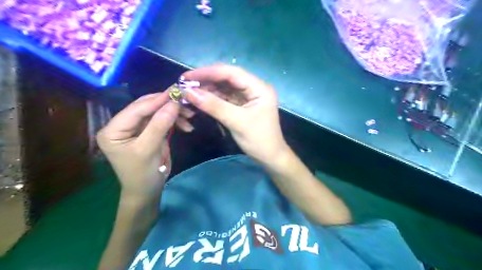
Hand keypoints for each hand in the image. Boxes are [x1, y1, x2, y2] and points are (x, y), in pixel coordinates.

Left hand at [97, 92, 184, 199]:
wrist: (147, 191)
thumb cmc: (142, 174)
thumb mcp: (149, 150)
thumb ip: (159, 125)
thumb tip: (174, 103)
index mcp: (113, 130)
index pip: (136, 109)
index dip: (157, 100)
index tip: (176, 92)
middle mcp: (122, 125)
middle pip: (146, 108)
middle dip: (167, 105)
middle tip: (186, 102)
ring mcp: (136, 128)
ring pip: (156, 113)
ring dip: (174, 113)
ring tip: (190, 116)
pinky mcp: (148, 132)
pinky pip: (162, 121)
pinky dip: (175, 121)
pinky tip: (186, 125)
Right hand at [182, 64, 287, 164]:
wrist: (270, 157)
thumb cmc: (258, 140)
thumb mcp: (236, 122)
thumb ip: (214, 106)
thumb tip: (188, 92)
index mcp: (259, 87)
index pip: (231, 73)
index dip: (208, 72)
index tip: (187, 77)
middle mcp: (255, 87)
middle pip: (228, 78)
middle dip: (207, 80)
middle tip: (185, 84)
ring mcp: (249, 96)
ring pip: (225, 87)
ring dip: (208, 89)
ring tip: (189, 92)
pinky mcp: (244, 104)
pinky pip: (226, 97)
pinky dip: (213, 98)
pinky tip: (201, 99)